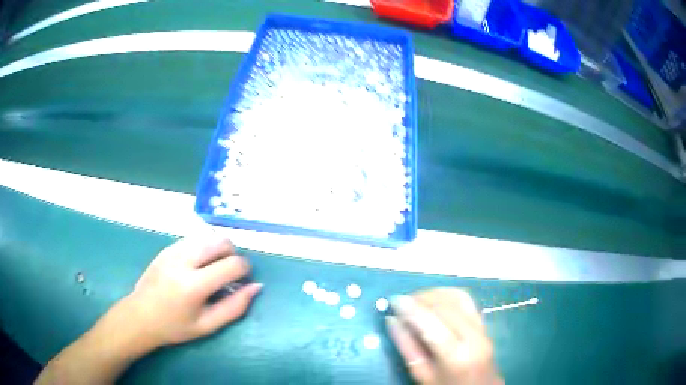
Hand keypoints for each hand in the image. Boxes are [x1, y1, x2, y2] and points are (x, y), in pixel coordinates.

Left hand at [123, 235, 262, 348]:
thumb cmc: (175, 327)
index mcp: (193, 285)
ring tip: (213, 268)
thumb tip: (256, 287)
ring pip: (208, 235)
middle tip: (228, 273)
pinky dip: (204, 247)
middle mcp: (183, 261)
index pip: (231, 264)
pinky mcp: (167, 247)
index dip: (245, 269)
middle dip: (232, 254)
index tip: (243, 279)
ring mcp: (173, 250)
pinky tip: (198, 265)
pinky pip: (194, 238)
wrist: (140, 316)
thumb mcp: (208, 326)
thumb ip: (235, 307)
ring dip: (218, 249)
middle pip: (221, 241)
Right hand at [386, 288, 502, 384]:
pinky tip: (435, 299)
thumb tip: (392, 320)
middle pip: (445, 306)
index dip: (411, 308)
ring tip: (416, 299)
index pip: (431, 323)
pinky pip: (466, 300)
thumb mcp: (422, 375)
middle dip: (420, 298)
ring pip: (457, 297)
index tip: (393, 300)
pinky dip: (448, 294)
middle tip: (401, 301)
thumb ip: (407, 348)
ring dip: (434, 293)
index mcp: (456, 355)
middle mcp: (473, 335)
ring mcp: (481, 326)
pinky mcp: (484, 322)